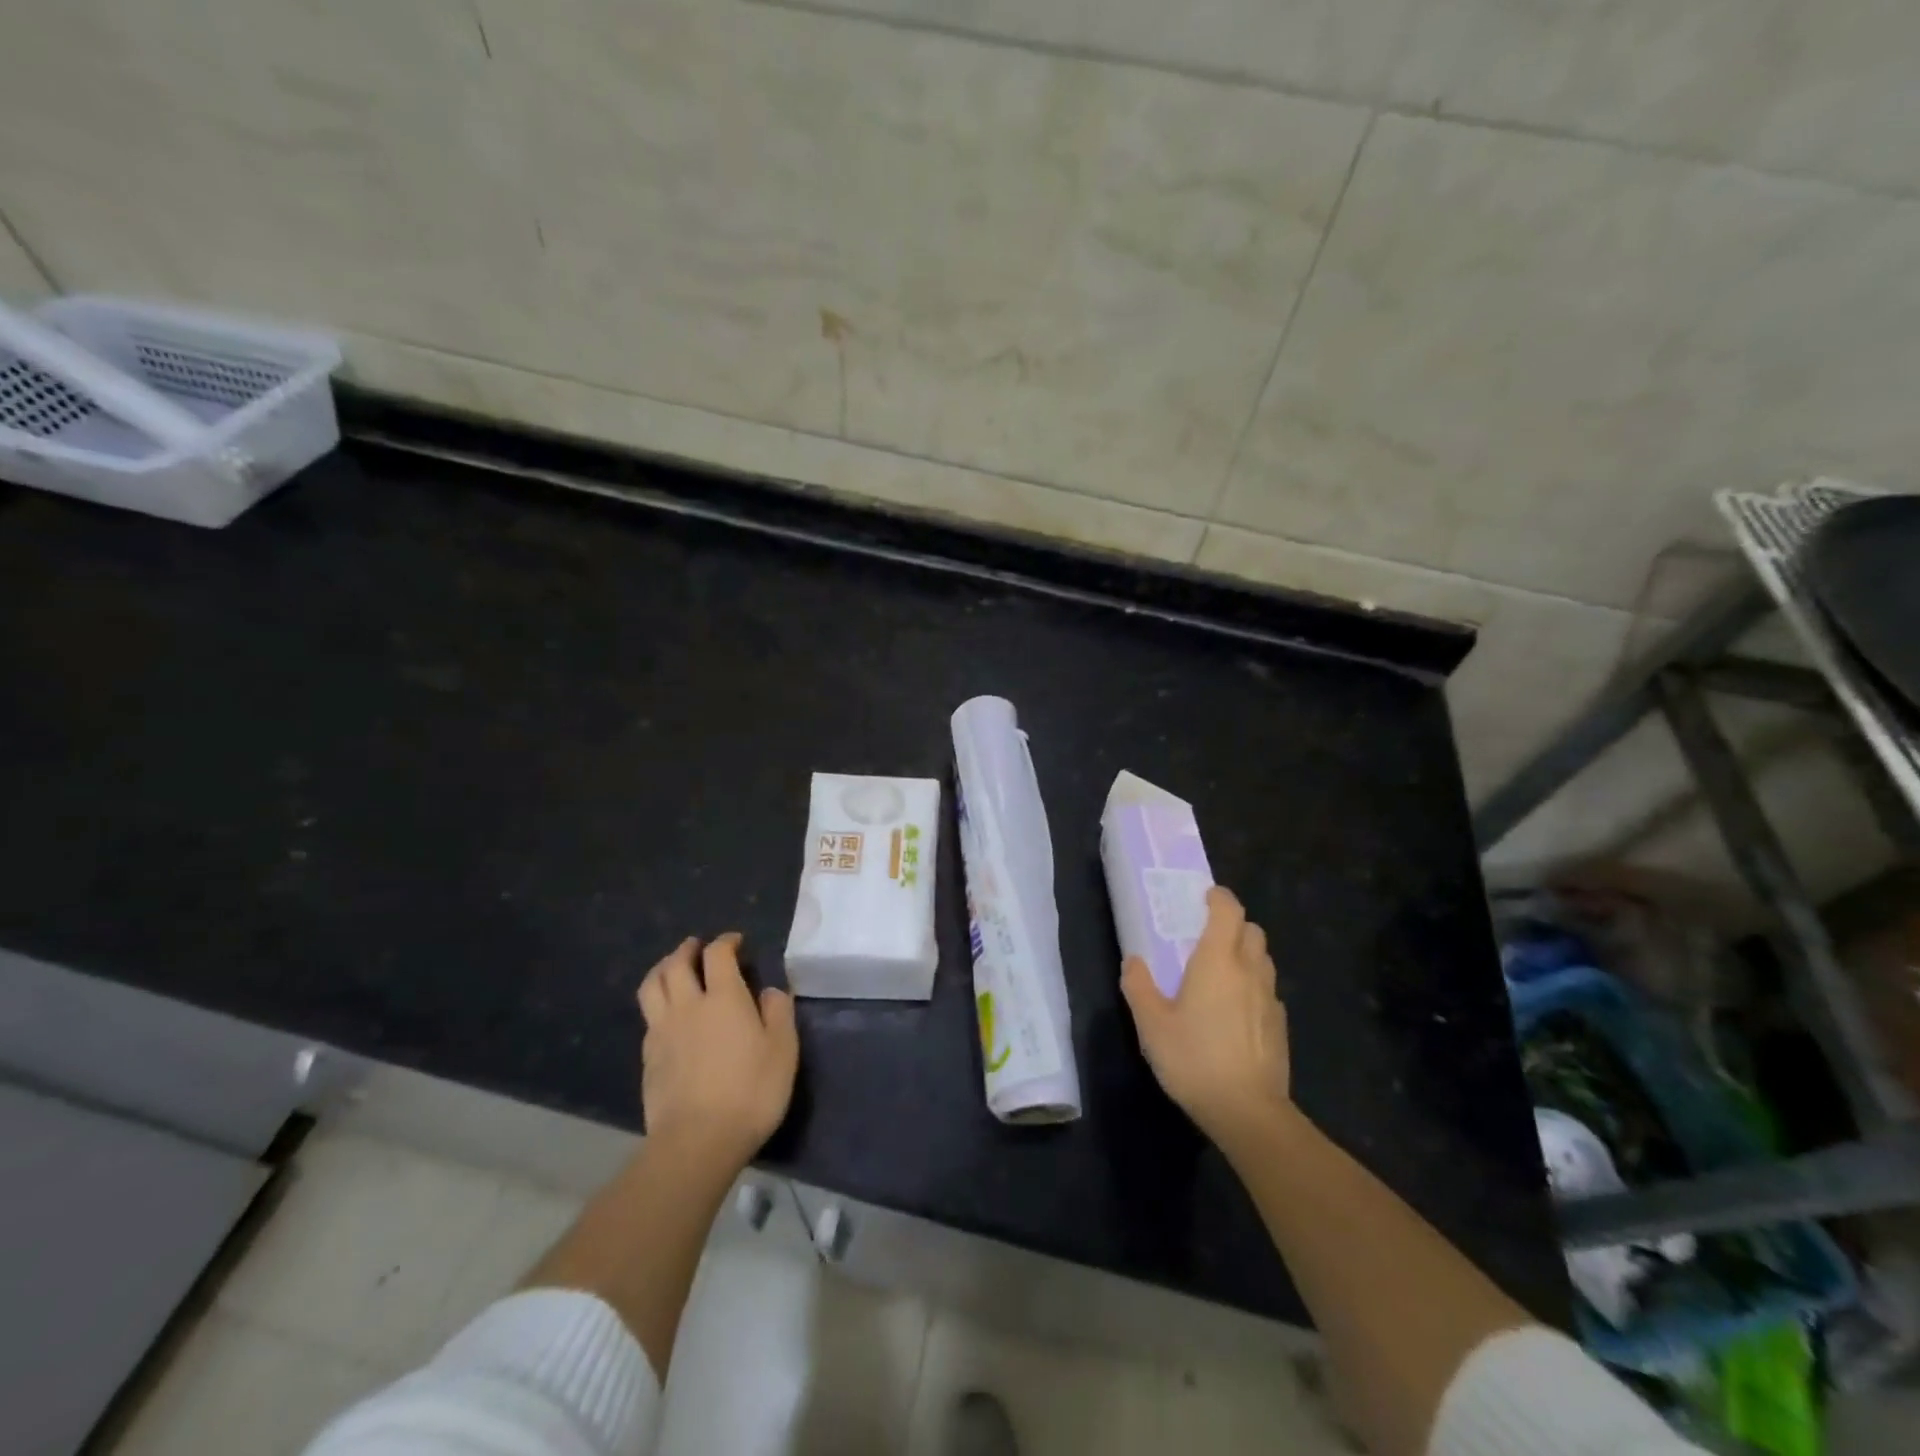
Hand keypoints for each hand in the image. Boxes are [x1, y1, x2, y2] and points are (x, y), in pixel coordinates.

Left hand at [637, 933, 798, 1169]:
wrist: (697, 1141)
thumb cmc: (751, 1091)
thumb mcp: (783, 1050)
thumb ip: (778, 1012)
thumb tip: (770, 991)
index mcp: (724, 998)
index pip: (718, 954)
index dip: (726, 941)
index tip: (736, 942)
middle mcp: (689, 1005)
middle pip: (676, 964)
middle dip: (687, 949)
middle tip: (697, 947)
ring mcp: (663, 1031)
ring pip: (652, 986)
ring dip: (662, 969)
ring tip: (673, 969)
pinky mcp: (648, 1058)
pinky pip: (648, 1017)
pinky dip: (657, 1004)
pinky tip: (667, 1015)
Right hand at [1121, 887, 1291, 1146]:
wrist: (1248, 1111)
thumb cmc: (1193, 1058)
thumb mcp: (1151, 1023)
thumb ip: (1139, 986)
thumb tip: (1134, 961)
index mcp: (1217, 960)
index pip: (1228, 910)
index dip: (1218, 897)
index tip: (1203, 898)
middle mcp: (1249, 970)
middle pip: (1252, 930)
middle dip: (1233, 925)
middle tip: (1207, 938)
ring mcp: (1270, 998)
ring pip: (1263, 959)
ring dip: (1246, 954)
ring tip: (1221, 973)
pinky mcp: (1280, 1025)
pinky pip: (1268, 990)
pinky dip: (1253, 987)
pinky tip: (1236, 1012)